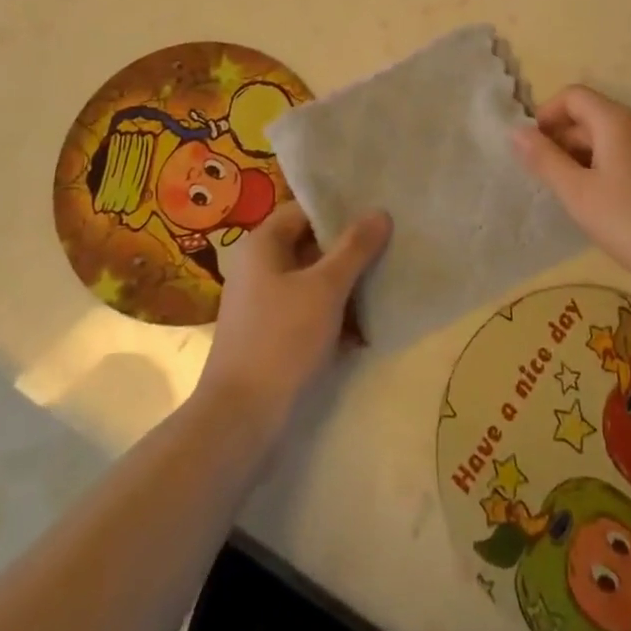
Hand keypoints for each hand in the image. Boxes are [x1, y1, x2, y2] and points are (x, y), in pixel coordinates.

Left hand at [199, 201, 391, 428]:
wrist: (240, 419)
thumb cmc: (282, 339)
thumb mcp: (326, 288)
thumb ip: (354, 248)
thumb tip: (380, 212)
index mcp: (262, 244)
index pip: (305, 211)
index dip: (340, 211)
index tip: (377, 215)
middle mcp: (258, 266)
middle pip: (310, 245)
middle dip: (348, 250)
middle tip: (390, 248)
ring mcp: (262, 303)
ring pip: (312, 280)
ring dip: (345, 285)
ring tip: (385, 285)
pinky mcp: (270, 334)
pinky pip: (307, 310)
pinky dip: (333, 314)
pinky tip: (366, 327)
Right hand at [513, 85, 630, 294]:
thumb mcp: (578, 193)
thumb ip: (544, 159)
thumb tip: (515, 131)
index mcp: (617, 121)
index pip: (573, 96)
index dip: (547, 115)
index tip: (533, 149)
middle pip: (591, 115)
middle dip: (562, 138)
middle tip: (546, 178)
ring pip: (609, 138)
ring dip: (582, 156)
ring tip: (570, 194)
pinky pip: (627, 156)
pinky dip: (605, 168)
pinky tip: (600, 204)